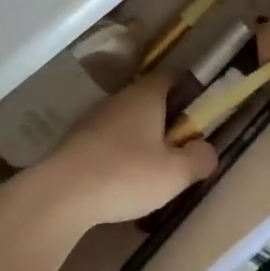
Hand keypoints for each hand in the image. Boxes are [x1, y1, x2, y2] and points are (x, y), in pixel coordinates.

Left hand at [10, 75, 216, 232]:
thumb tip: (207, 149)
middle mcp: (118, 99)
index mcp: (145, 96)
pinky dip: (118, 155)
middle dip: (165, 121)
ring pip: (126, 122)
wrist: (62, 194)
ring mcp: (92, 118)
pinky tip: (121, 181)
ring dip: (140, 140)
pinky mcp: (75, 141)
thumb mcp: (176, 173)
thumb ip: (199, 158)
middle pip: (148, 101)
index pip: (170, 77)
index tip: (198, 113)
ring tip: (151, 171)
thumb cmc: (126, 175)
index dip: (187, 90)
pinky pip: (106, 141)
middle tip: (179, 150)